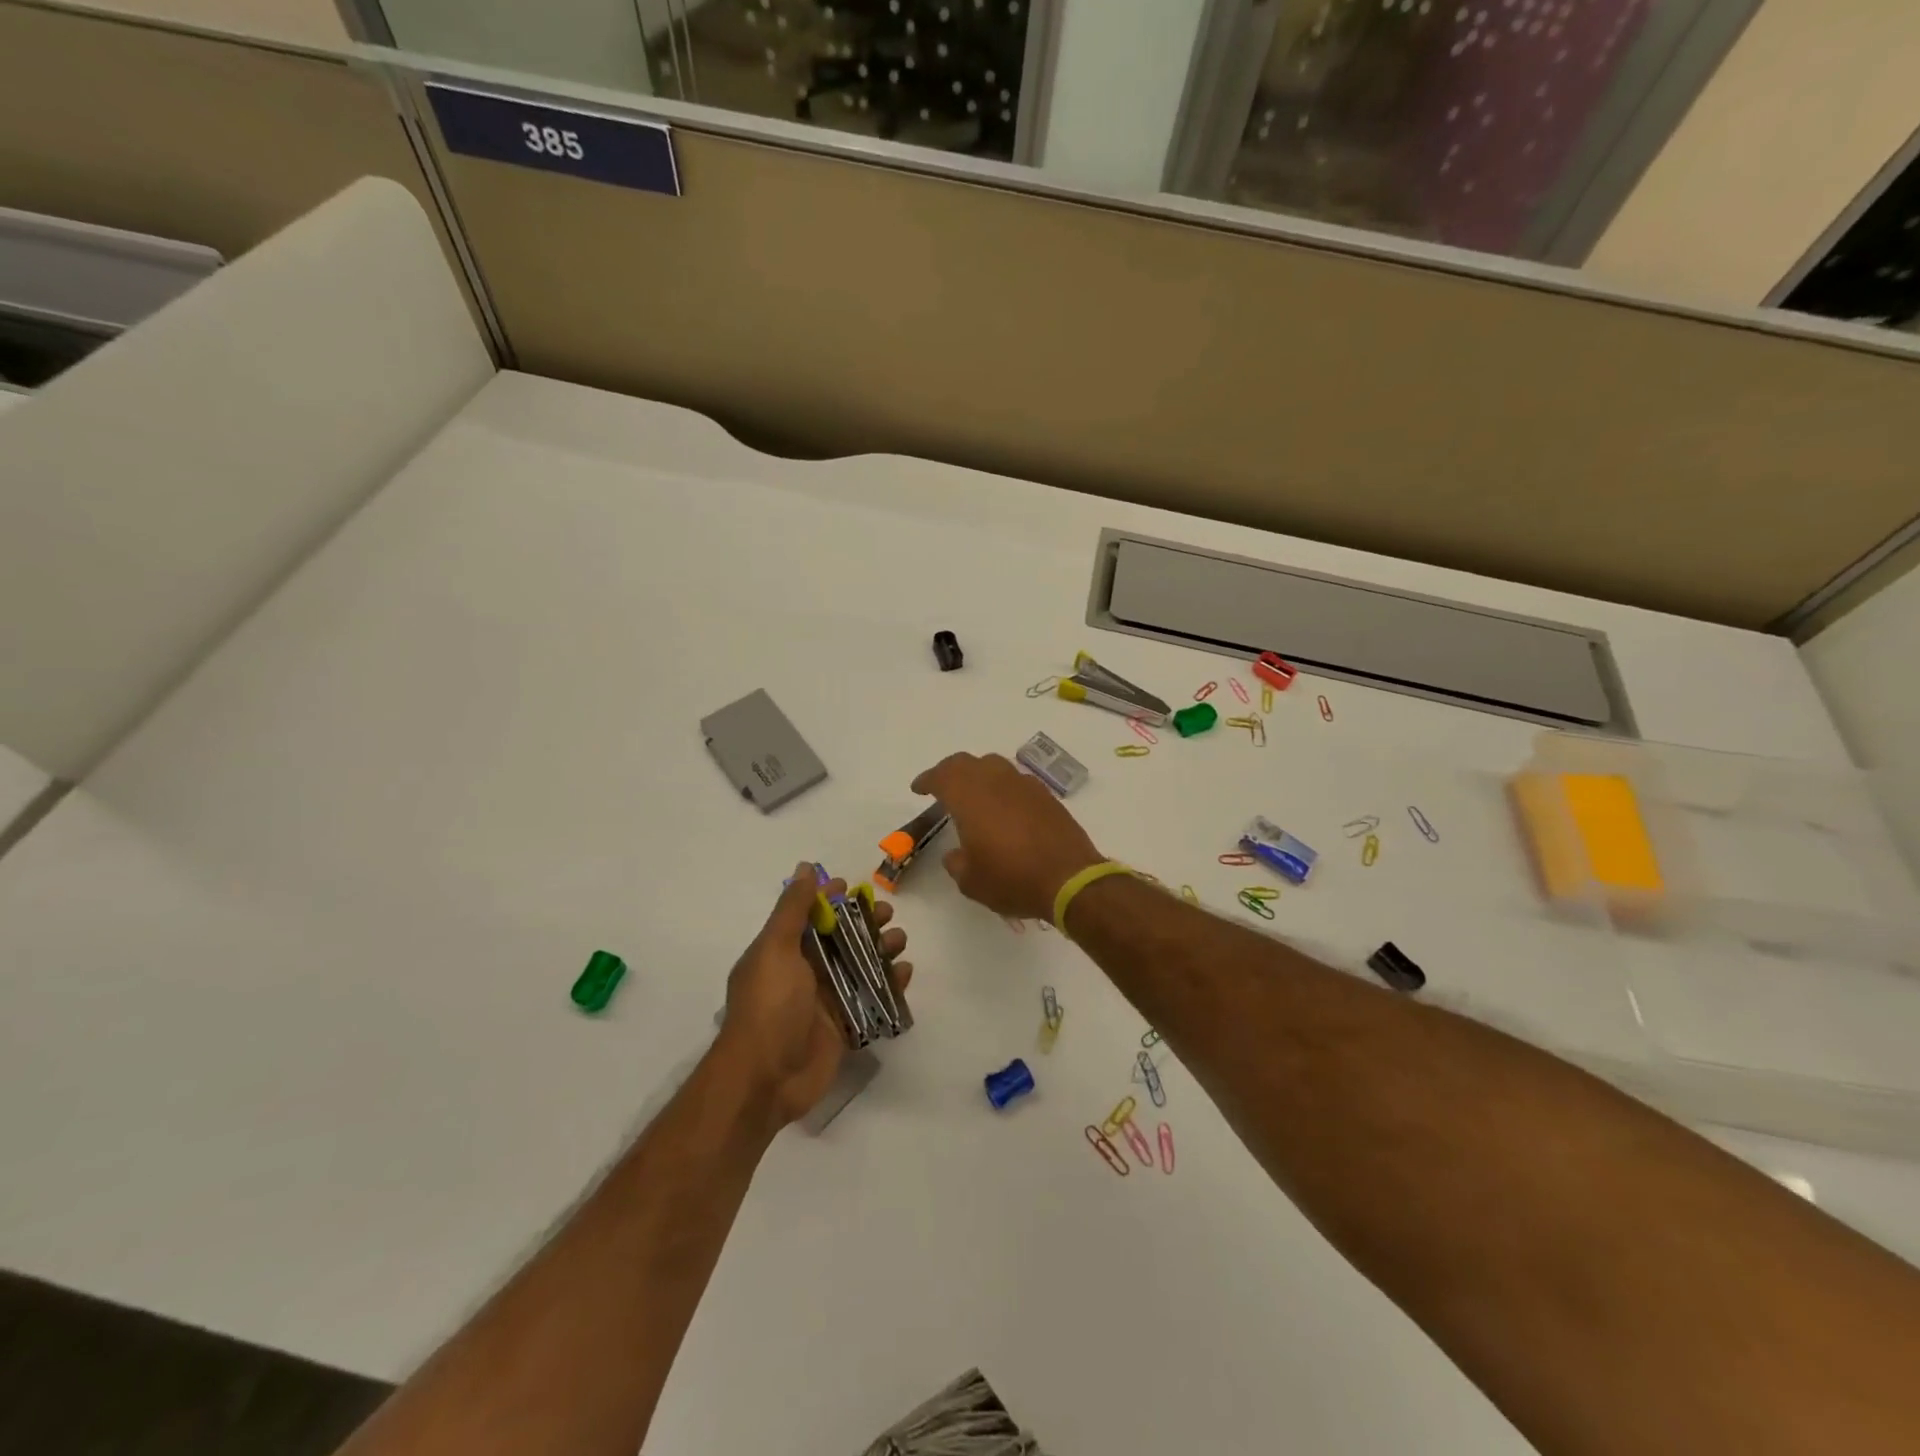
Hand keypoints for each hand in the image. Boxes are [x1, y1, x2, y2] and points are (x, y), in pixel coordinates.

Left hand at [717, 864, 910, 1129]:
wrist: (766, 1079)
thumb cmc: (769, 1006)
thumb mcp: (775, 949)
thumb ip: (792, 909)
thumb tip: (805, 867)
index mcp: (782, 951)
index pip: (809, 916)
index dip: (830, 899)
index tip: (855, 887)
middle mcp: (802, 972)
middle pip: (840, 939)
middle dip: (864, 923)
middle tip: (888, 914)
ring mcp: (824, 1000)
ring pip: (859, 966)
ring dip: (881, 950)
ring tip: (899, 941)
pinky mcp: (843, 1026)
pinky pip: (871, 998)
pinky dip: (890, 984)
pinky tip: (905, 972)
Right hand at [910, 753, 1105, 920]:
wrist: (1070, 879)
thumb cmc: (1012, 879)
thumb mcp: (971, 881)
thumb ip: (957, 863)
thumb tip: (957, 854)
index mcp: (970, 797)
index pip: (942, 776)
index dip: (927, 780)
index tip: (918, 789)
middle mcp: (996, 782)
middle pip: (967, 763)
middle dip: (950, 771)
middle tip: (941, 786)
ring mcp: (1024, 786)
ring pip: (994, 765)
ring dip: (978, 774)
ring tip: (973, 793)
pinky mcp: (1046, 796)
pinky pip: (1016, 781)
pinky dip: (1002, 787)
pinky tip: (1003, 806)